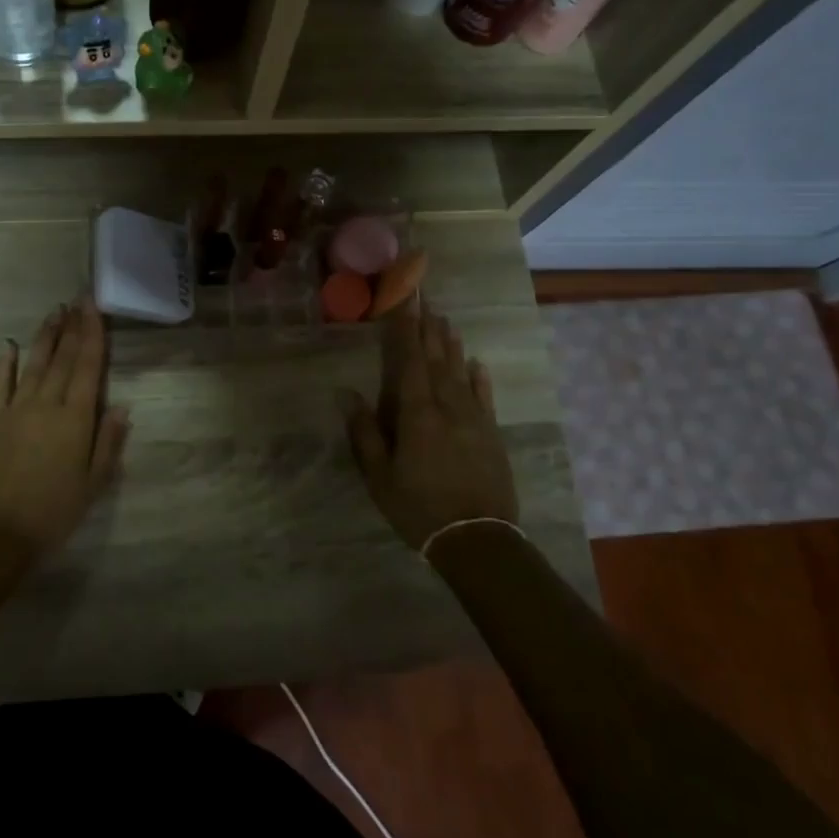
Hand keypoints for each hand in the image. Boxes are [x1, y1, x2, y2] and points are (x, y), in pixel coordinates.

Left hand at [0, 299, 129, 559]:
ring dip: (45, 336)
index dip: (92, 334)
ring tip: (54, 312)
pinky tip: (9, 345)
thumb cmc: (52, 514)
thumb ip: (108, 442)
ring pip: (34, 364)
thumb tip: (123, 406)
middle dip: (72, 326)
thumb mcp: (93, 485)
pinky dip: (5, 363)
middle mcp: (46, 404)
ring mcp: (14, 409)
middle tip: (78, 299)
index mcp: (75, 419)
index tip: (94, 307)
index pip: (88, 367)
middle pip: (63, 358)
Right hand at [345, 300, 518, 550]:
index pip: (408, 361)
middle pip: (436, 359)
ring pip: (460, 373)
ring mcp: (474, 418)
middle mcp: (447, 406)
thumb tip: (346, 393)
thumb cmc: (419, 508)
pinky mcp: (492, 434)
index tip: (404, 300)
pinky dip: (479, 378)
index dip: (405, 329)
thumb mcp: (380, 476)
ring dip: (451, 346)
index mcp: (417, 413)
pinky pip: (485, 397)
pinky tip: (477, 364)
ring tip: (446, 321)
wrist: (478, 539)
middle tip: (426, 298)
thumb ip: (364, 433)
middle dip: (428, 327)